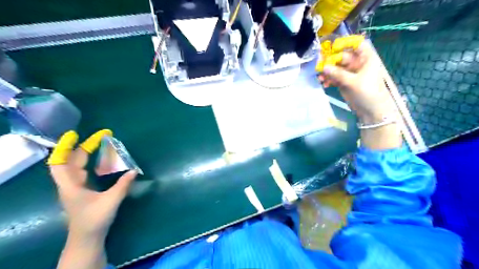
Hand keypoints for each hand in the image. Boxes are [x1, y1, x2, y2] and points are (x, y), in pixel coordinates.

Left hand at [47, 131, 136, 239]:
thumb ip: (123, 185)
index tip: (75, 134)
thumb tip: (134, 170)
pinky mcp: (82, 191)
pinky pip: (84, 171)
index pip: (60, 163)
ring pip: (77, 166)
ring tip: (102, 144)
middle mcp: (70, 184)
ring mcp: (75, 187)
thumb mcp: (111, 201)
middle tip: (102, 137)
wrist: (87, 237)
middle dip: (85, 147)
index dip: (65, 147)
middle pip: (72, 161)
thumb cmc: (95, 219)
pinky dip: (91, 162)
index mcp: (71, 186)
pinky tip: (102, 161)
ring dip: (87, 154)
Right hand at [319, 38, 400, 149]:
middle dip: (331, 61)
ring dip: (328, 72)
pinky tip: (324, 83)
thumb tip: (324, 67)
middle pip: (342, 57)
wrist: (372, 111)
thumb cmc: (368, 92)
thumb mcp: (353, 82)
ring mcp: (350, 74)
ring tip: (320, 78)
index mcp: (366, 58)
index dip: (345, 43)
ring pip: (336, 68)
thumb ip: (338, 74)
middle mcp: (358, 64)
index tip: (333, 47)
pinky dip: (329, 80)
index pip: (357, 44)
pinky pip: (334, 78)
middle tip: (320, 65)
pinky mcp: (345, 83)